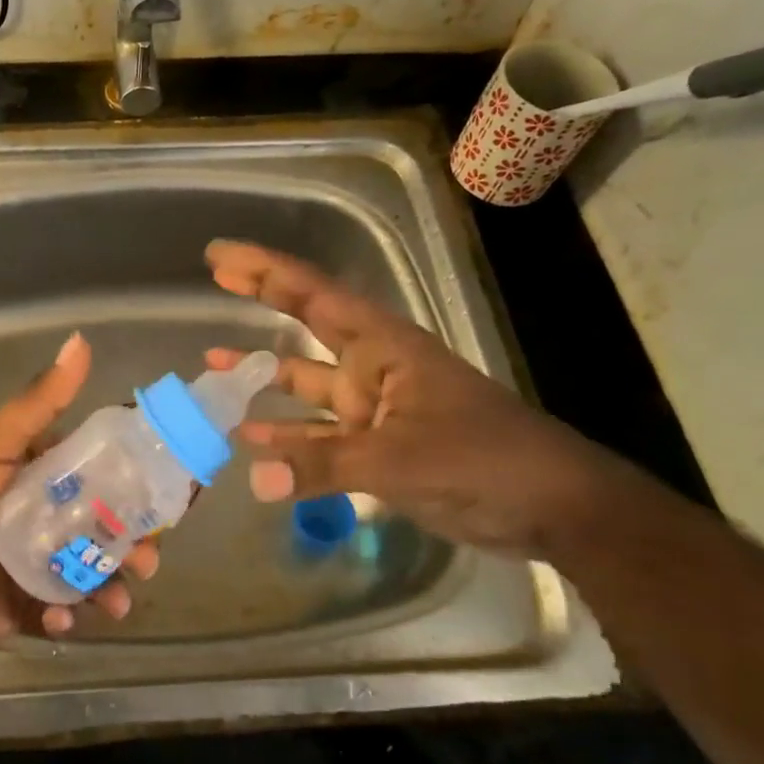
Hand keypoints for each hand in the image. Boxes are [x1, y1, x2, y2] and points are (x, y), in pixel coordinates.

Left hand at [0, 332, 157, 651]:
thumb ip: (40, 401)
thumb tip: (81, 341)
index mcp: (42, 477)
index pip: (100, 475)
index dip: (134, 484)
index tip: (168, 492)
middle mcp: (46, 519)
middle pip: (104, 528)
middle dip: (133, 543)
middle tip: (148, 557)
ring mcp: (38, 564)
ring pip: (92, 572)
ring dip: (113, 585)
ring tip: (118, 598)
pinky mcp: (26, 606)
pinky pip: (62, 611)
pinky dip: (70, 616)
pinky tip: (63, 617)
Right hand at [205, 241, 635, 555]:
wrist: (551, 507)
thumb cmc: (483, 460)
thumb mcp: (400, 460)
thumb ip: (324, 466)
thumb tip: (254, 478)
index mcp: (383, 347)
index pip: (314, 295)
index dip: (265, 271)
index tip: (220, 256)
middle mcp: (373, 367)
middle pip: (306, 324)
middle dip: (262, 300)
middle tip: (214, 279)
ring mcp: (375, 407)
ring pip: (306, 385)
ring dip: (264, 379)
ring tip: (212, 372)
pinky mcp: (377, 447)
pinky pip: (319, 436)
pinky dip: (288, 438)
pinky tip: (252, 444)